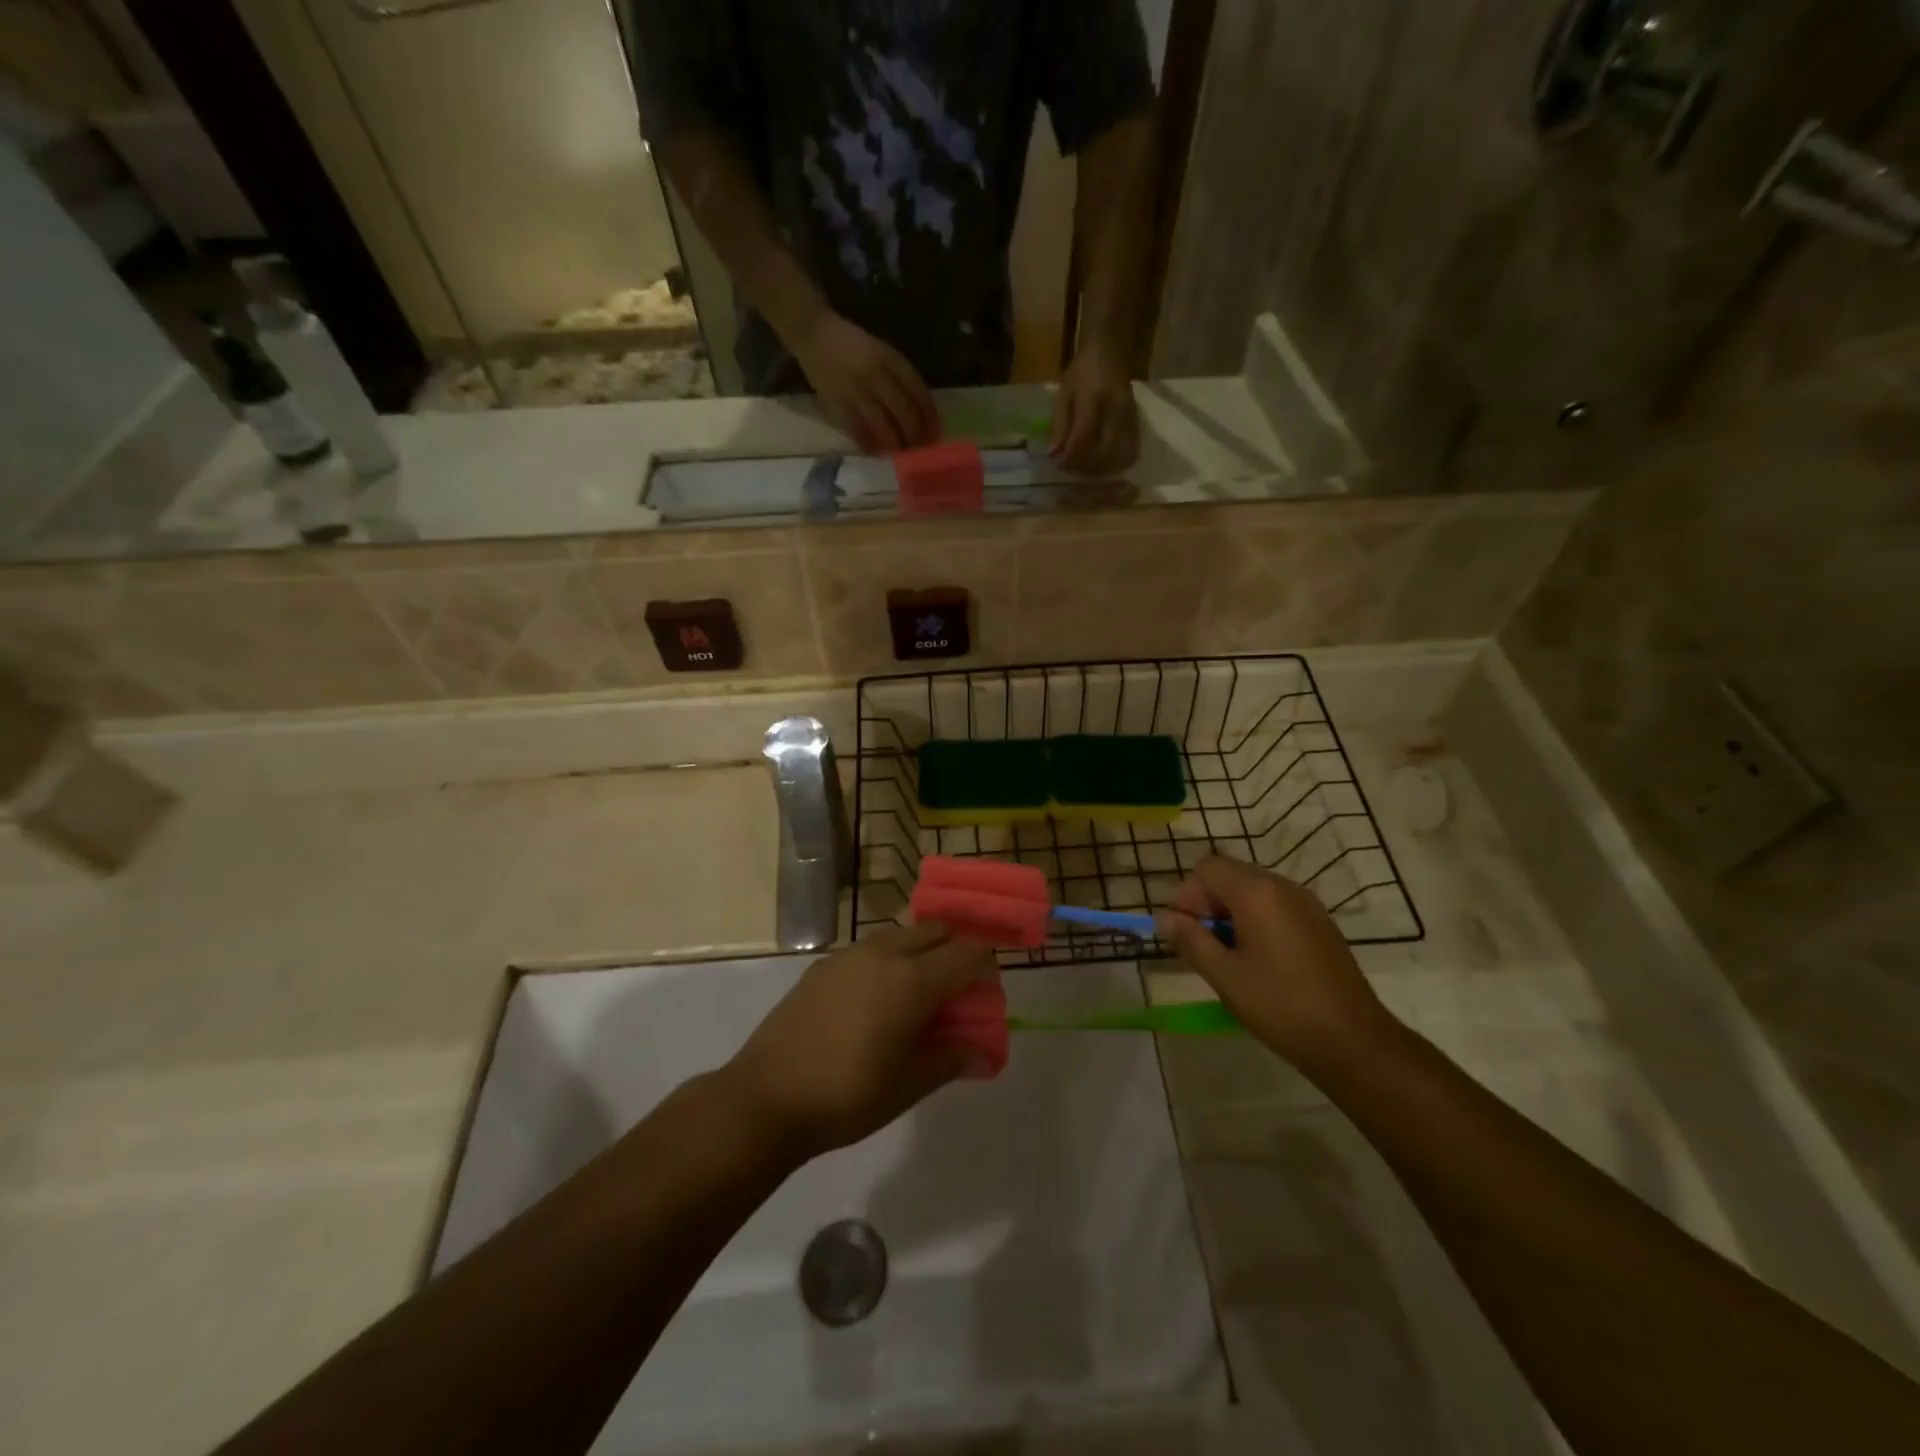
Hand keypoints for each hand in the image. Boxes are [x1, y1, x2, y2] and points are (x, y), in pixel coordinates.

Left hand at [720, 924, 996, 1162]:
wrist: (766, 1096)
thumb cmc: (848, 1095)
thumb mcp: (909, 1085)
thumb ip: (952, 1060)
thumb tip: (986, 1056)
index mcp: (913, 979)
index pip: (967, 953)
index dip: (986, 968)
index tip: (987, 994)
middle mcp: (885, 953)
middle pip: (936, 931)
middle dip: (956, 950)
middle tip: (958, 990)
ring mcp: (850, 954)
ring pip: (902, 934)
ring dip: (921, 952)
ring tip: (918, 994)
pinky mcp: (823, 965)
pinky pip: (871, 948)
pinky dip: (889, 960)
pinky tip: (876, 1000)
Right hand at [792, 312, 938, 453]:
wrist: (813, 333)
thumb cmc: (852, 344)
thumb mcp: (881, 351)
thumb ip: (898, 375)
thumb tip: (919, 410)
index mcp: (888, 358)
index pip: (916, 389)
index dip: (928, 413)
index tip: (935, 430)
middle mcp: (874, 373)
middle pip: (902, 410)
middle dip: (915, 433)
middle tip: (921, 448)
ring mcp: (855, 389)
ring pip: (882, 423)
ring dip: (895, 442)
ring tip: (902, 454)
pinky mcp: (836, 402)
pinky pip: (856, 429)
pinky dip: (868, 443)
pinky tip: (876, 452)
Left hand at [1050, 342, 1139, 475]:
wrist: (1110, 350)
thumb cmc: (1082, 370)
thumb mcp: (1063, 393)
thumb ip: (1059, 425)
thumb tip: (1054, 455)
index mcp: (1094, 400)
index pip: (1082, 441)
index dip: (1069, 459)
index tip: (1058, 465)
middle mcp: (1115, 411)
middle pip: (1103, 454)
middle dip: (1085, 468)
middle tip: (1072, 468)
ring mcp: (1130, 418)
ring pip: (1119, 457)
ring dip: (1101, 469)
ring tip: (1086, 467)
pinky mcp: (1138, 423)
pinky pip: (1130, 453)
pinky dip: (1115, 464)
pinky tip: (1102, 462)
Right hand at [1156, 857, 1393, 1069]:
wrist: (1354, 1042)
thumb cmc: (1281, 1005)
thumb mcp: (1225, 975)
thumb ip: (1191, 940)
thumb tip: (1164, 919)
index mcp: (1258, 893)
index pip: (1208, 869)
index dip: (1187, 895)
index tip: (1183, 932)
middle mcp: (1283, 887)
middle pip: (1231, 875)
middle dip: (1207, 903)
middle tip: (1200, 944)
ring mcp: (1307, 905)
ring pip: (1254, 891)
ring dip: (1230, 913)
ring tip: (1226, 955)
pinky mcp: (1320, 925)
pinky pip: (1276, 907)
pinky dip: (1256, 921)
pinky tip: (1257, 961)